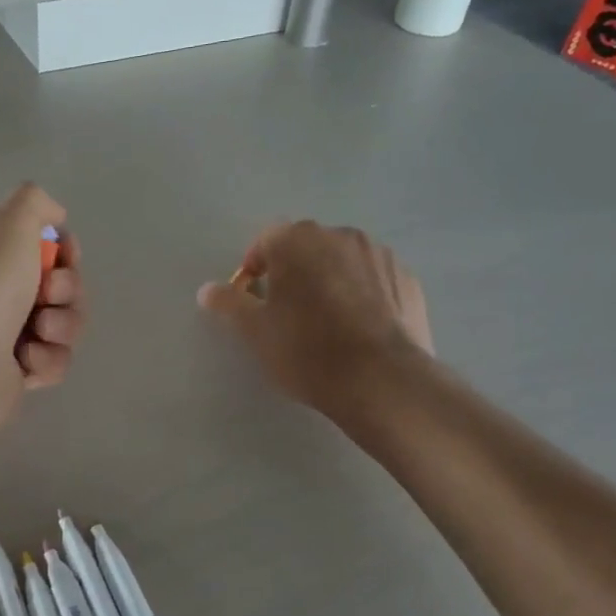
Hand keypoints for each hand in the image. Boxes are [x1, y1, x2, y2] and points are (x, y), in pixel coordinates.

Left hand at [0, 184, 85, 420]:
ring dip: (61, 326)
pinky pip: (54, 360)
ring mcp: (3, 334)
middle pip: (60, 286)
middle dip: (67, 289)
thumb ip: (35, 202)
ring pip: (63, 324)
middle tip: (48, 294)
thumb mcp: (10, 223)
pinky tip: (25, 362)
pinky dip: (47, 359)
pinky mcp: (15, 373)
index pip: (41, 245)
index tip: (66, 255)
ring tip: (38, 333)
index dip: (64, 250)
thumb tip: (55, 216)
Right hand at [197, 221, 431, 413]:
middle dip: (294, 273)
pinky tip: (359, 330)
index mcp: (298, 240)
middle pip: (307, 248)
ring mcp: (380, 254)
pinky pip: (374, 280)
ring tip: (328, 323)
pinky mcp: (408, 279)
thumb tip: (207, 290)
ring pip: (343, 262)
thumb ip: (229, 303)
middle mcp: (341, 235)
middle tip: (288, 314)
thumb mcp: (254, 331)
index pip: (266, 241)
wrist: (381, 380)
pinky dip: (363, 295)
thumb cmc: (306, 350)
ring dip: (330, 280)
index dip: (255, 269)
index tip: (255, 301)